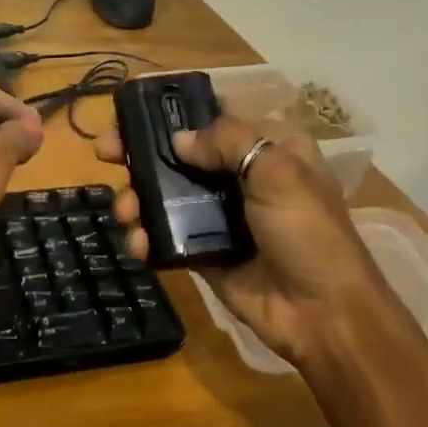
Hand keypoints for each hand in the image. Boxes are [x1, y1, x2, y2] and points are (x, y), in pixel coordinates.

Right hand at [94, 112, 384, 366]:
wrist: (323, 315)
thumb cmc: (308, 233)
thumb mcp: (278, 172)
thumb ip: (227, 143)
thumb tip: (178, 141)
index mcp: (268, 147)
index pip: (214, 115)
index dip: (174, 111)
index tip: (133, 112)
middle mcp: (241, 176)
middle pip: (179, 154)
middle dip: (138, 152)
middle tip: (104, 152)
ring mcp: (220, 215)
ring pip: (165, 193)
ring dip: (136, 197)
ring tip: (124, 212)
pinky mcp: (205, 251)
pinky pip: (166, 235)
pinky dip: (146, 236)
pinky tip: (138, 244)